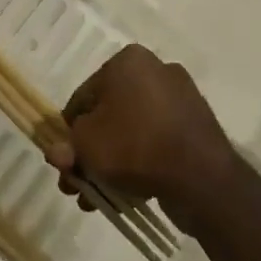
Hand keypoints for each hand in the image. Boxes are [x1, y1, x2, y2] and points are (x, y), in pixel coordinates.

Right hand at [43, 44, 237, 224]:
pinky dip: (140, 162)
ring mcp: (179, 98)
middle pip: (109, 114)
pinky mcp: (195, 126)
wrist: (201, 176)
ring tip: (99, 199)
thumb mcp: (87, 144)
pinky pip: (156, 141)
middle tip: (78, 186)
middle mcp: (155, 70)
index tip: (64, 163)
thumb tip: (59, 152)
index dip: (68, 132)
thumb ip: (68, 145)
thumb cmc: (135, 145)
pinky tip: (128, 194)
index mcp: (128, 61)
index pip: (84, 96)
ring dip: (111, 162)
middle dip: (90, 152)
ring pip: (132, 130)